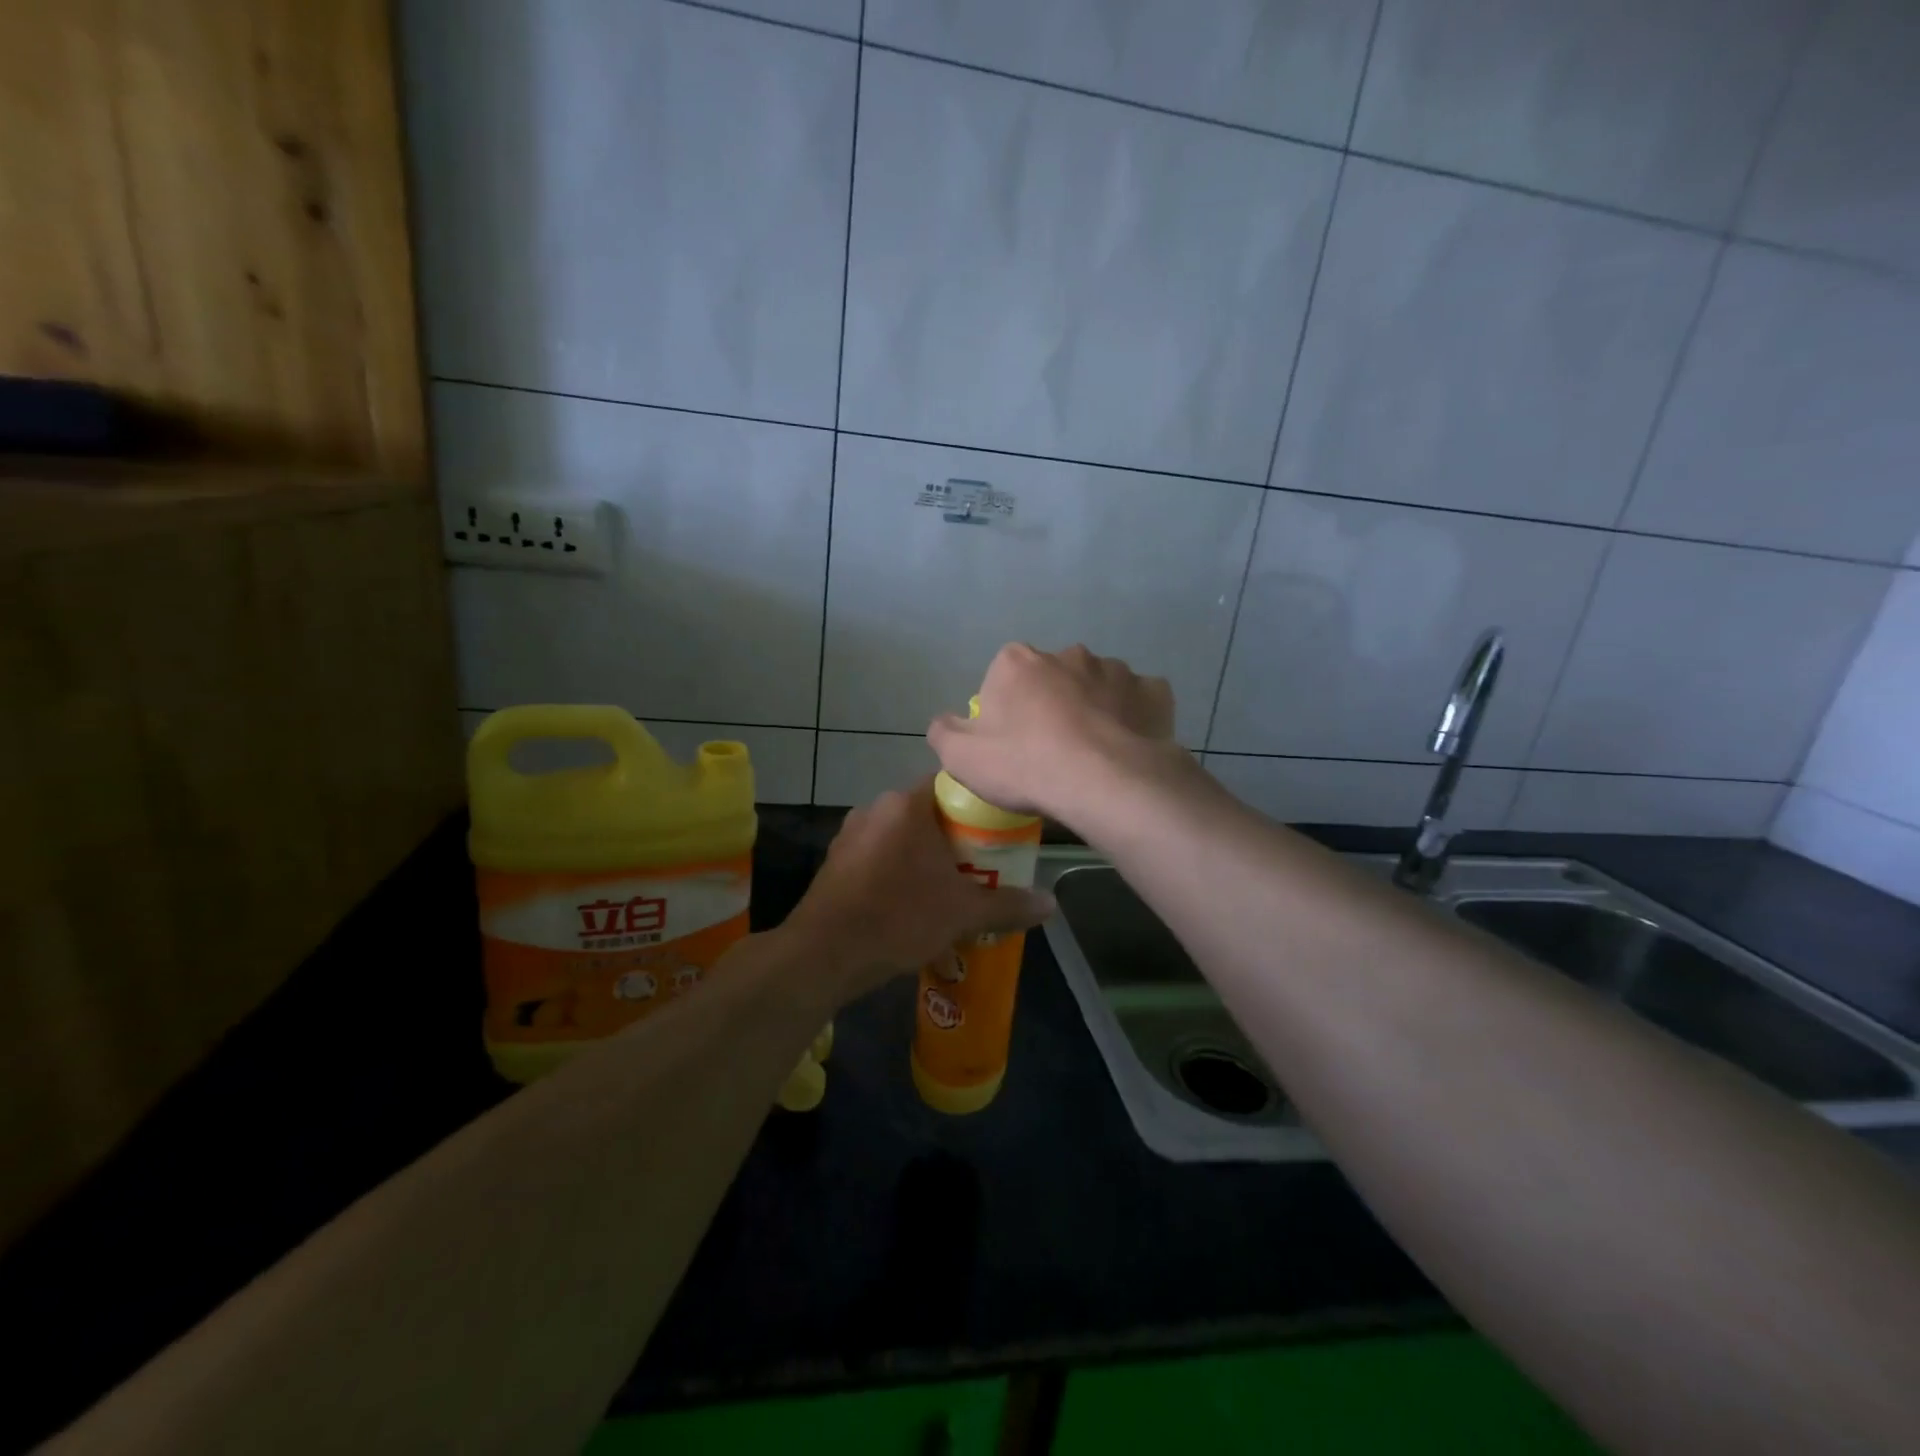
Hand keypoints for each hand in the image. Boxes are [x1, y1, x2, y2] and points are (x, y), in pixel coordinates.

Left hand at [782, 778, 1054, 1003]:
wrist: (824, 954)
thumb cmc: (899, 918)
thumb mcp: (962, 913)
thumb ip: (1008, 905)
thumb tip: (1051, 904)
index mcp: (906, 805)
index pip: (950, 783)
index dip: (977, 802)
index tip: (997, 827)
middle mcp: (875, 808)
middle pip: (926, 811)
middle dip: (953, 835)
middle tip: (980, 864)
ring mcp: (850, 834)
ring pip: (900, 836)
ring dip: (923, 855)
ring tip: (949, 887)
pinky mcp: (835, 861)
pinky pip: (878, 855)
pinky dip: (897, 870)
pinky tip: (910, 902)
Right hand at [926, 643, 1178, 822]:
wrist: (1105, 782)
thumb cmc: (1026, 765)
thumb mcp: (961, 757)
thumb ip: (944, 731)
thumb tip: (945, 721)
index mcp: (1018, 662)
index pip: (1003, 676)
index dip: (1005, 710)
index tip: (1011, 744)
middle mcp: (1068, 654)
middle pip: (1052, 678)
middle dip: (1051, 704)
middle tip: (1051, 750)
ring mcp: (1116, 669)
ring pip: (1097, 687)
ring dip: (1093, 709)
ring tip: (1093, 754)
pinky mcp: (1154, 692)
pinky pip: (1138, 701)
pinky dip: (1132, 718)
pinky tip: (1127, 747)